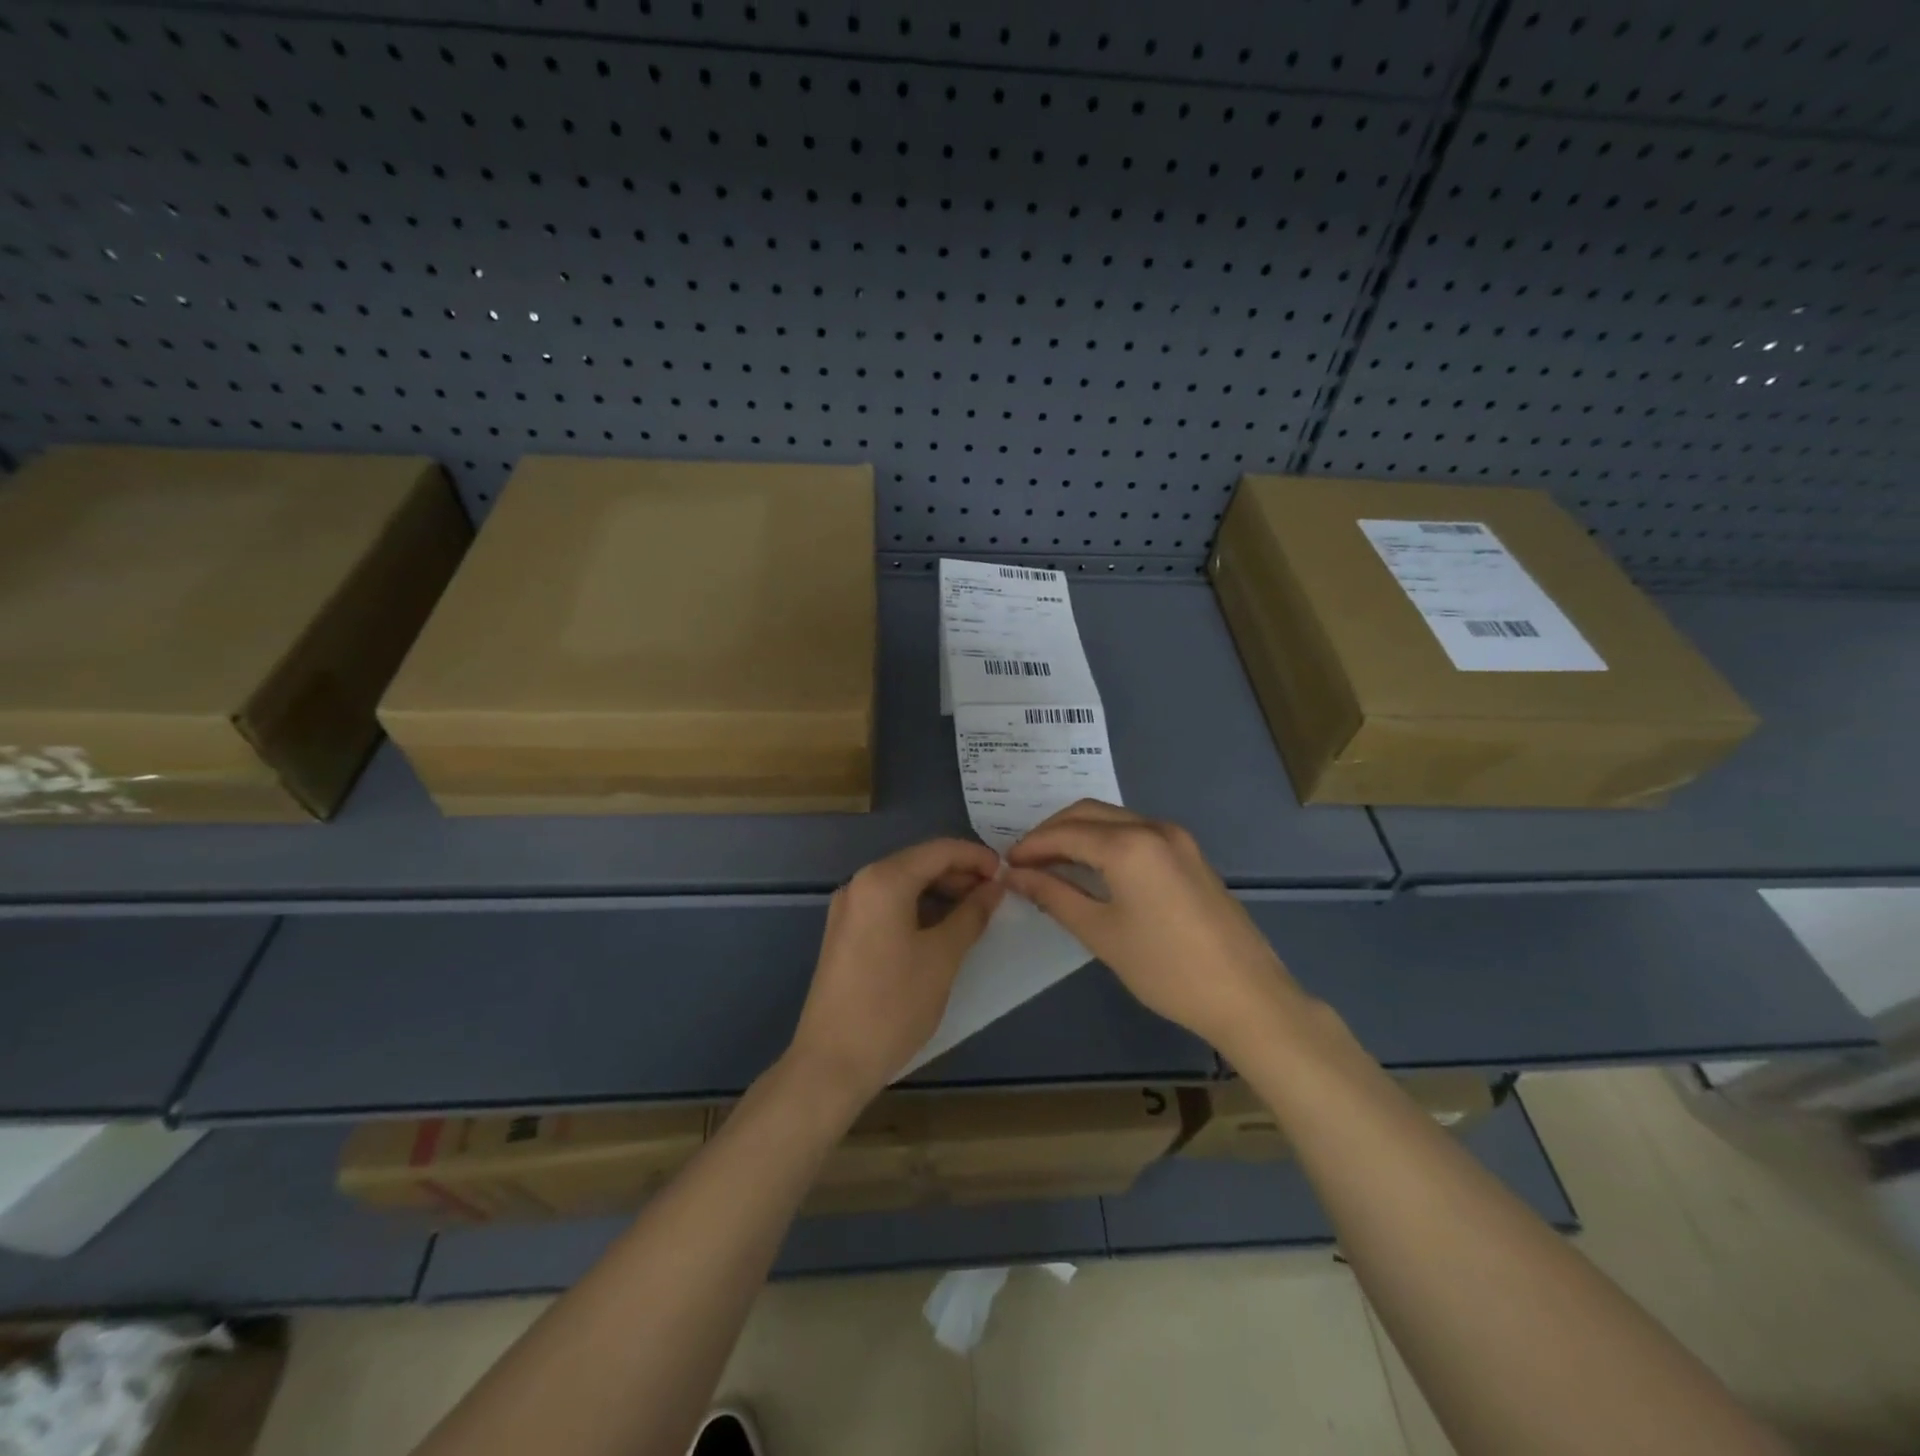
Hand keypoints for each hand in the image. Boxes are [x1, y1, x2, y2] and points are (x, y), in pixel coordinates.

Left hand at [785, 838, 1004, 1113]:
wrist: (832, 1061)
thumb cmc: (893, 1004)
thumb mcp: (942, 957)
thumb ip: (972, 915)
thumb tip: (994, 888)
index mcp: (883, 880)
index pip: (939, 850)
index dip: (976, 857)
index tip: (1007, 874)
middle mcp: (860, 883)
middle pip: (919, 863)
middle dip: (960, 874)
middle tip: (996, 896)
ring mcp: (849, 908)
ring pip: (904, 884)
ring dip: (941, 892)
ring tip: (976, 913)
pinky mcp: (845, 932)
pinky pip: (888, 904)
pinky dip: (919, 908)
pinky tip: (943, 928)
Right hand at [1004, 801, 1302, 1057]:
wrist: (1247, 996)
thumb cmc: (1166, 969)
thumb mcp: (1101, 933)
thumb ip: (1055, 896)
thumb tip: (1016, 876)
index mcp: (1129, 845)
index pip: (1065, 832)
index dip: (1031, 846)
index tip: (1006, 865)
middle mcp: (1154, 828)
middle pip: (1088, 814)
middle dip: (1051, 832)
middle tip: (1025, 862)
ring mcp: (1177, 838)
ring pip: (1114, 820)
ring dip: (1079, 834)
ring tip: (1051, 865)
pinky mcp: (1190, 854)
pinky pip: (1136, 832)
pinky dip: (1106, 841)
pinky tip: (1092, 868)